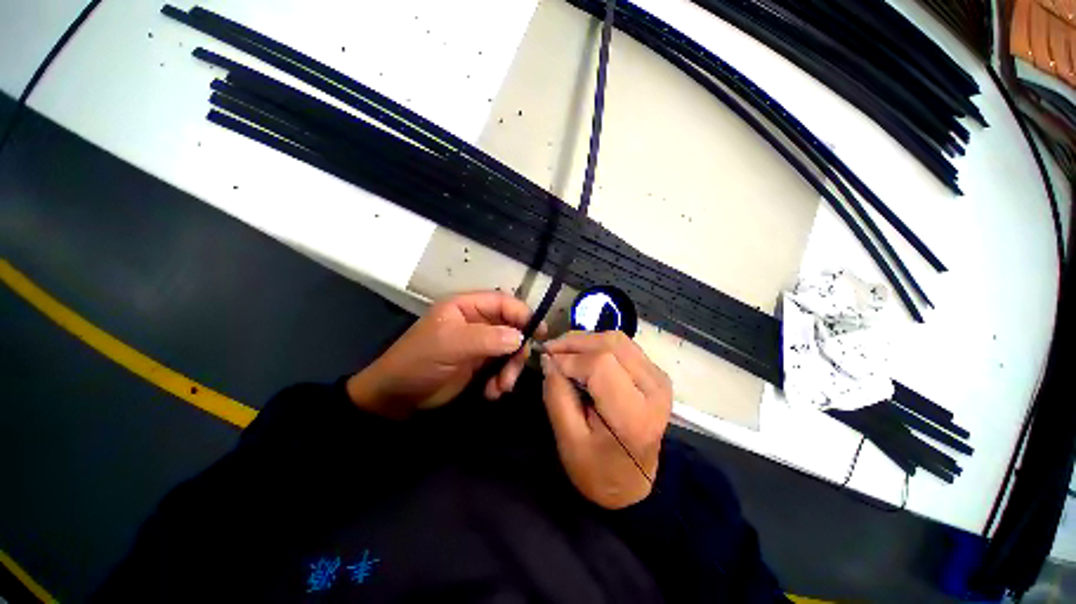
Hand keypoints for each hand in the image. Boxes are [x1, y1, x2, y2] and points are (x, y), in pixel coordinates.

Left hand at [347, 291, 545, 417]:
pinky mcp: (480, 364)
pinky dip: (502, 379)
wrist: (397, 398)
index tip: (540, 332)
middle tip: (516, 369)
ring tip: (502, 387)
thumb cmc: (418, 361)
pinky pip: (502, 367)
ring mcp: (479, 344)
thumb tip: (520, 337)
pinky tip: (492, 392)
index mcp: (466, 307)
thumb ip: (486, 338)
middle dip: (517, 349)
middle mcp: (476, 322)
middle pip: (511, 327)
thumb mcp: (450, 345)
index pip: (502, 302)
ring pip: (510, 349)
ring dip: (510, 368)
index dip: (523, 314)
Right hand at [540, 331, 671, 508]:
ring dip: (586, 340)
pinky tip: (583, 356)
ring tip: (564, 352)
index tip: (546, 361)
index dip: (569, 358)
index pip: (600, 365)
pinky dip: (599, 345)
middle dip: (575, 342)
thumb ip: (556, 395)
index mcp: (634, 414)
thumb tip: (548, 358)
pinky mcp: (656, 373)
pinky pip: (624, 345)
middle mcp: (654, 389)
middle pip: (611, 344)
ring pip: (618, 339)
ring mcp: (659, 378)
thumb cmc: (597, 470)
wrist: (633, 484)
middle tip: (550, 350)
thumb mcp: (568, 440)